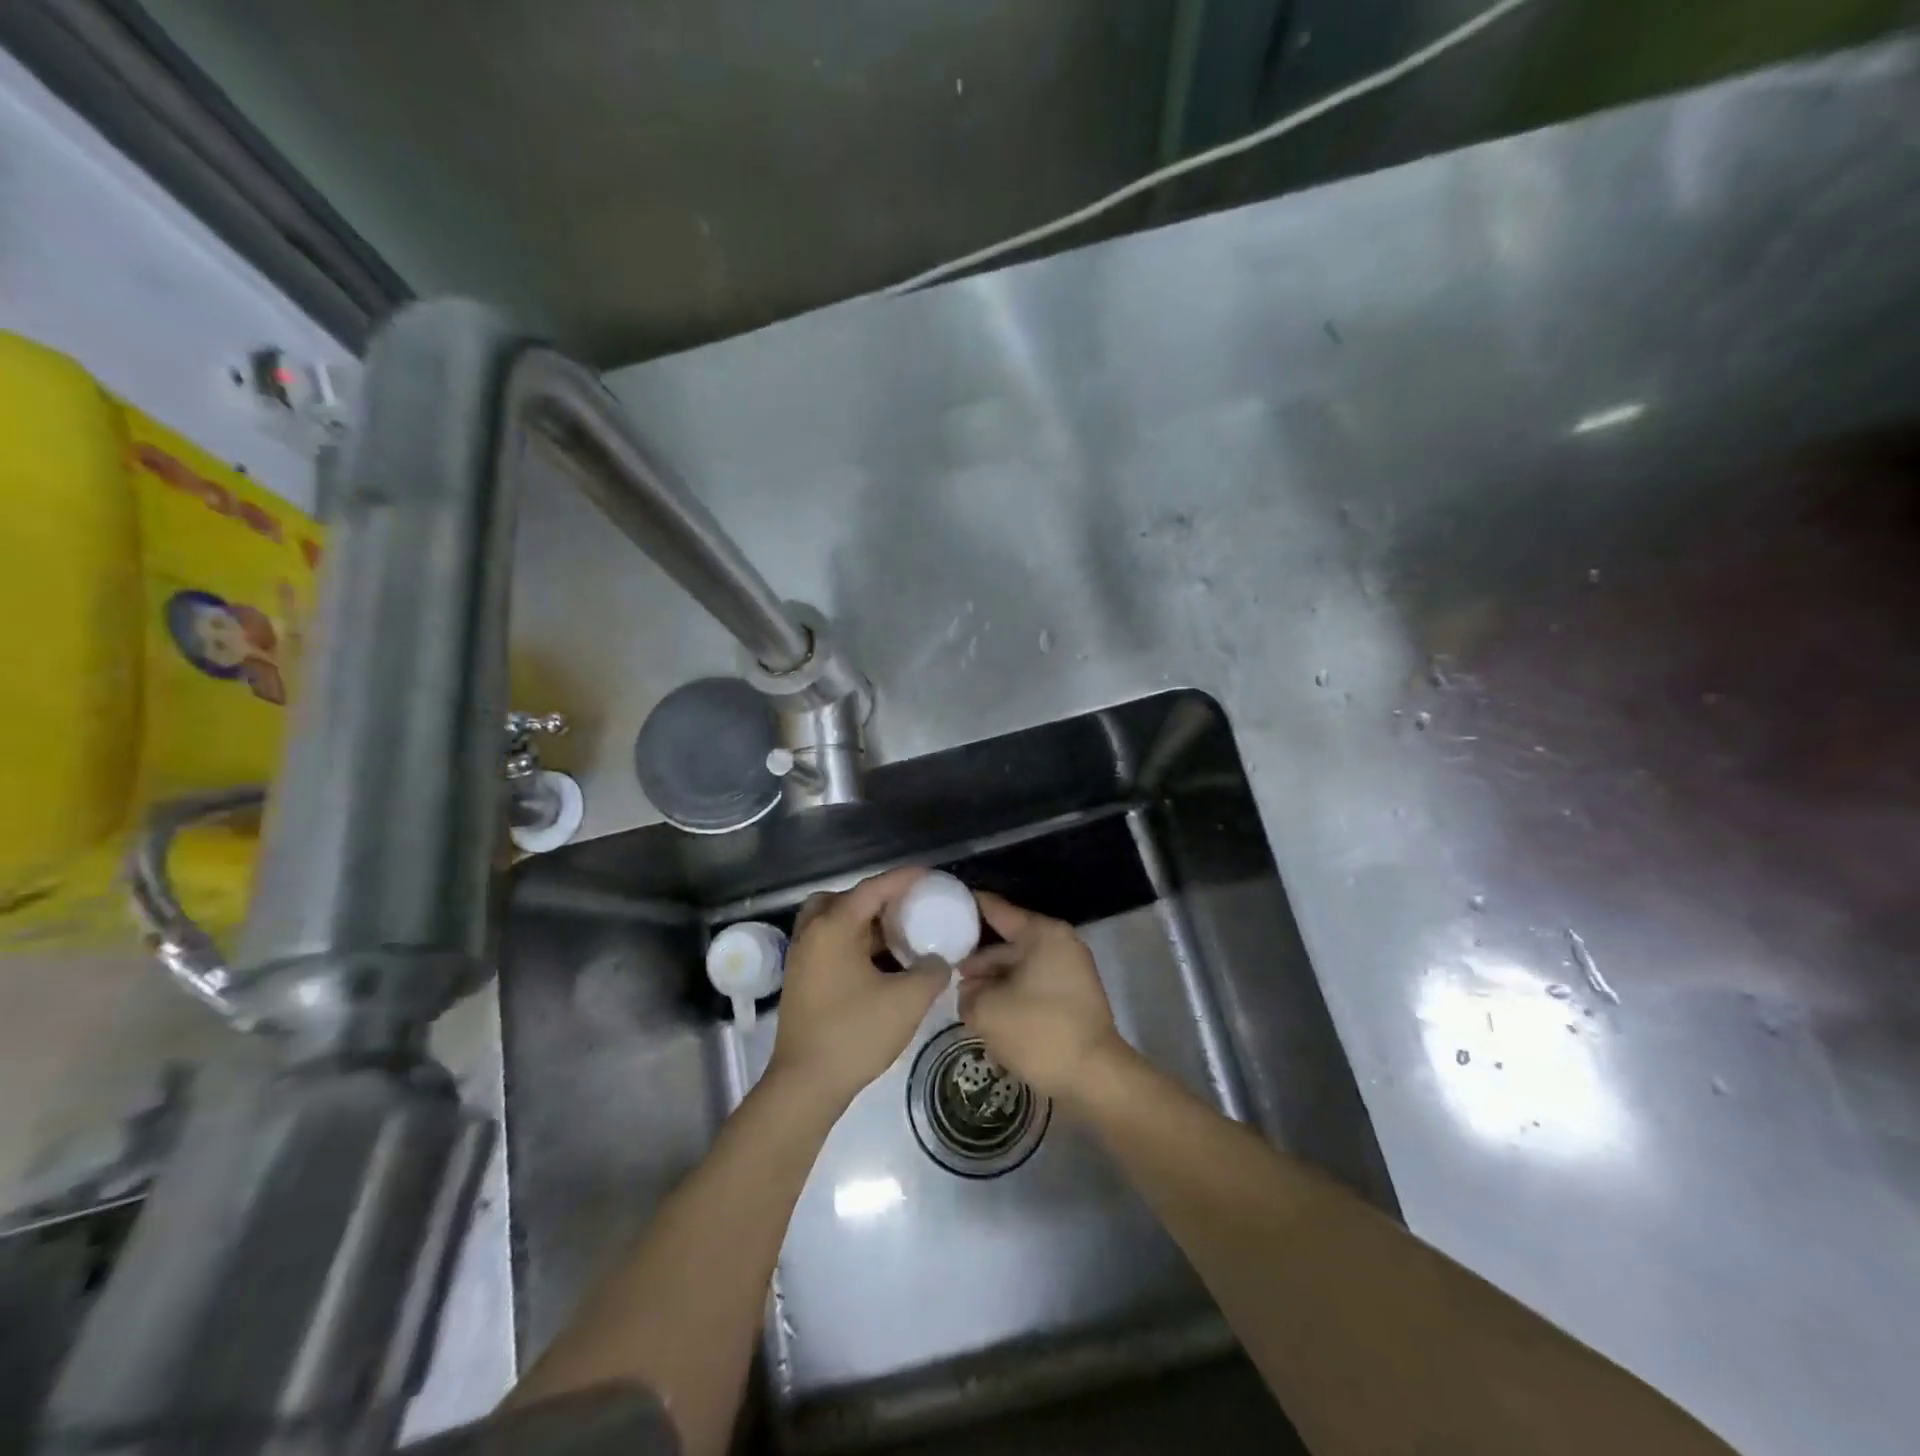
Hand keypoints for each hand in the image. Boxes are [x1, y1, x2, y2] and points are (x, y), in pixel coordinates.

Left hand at [767, 867, 948, 1106]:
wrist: (805, 1084)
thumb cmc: (855, 1033)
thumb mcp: (907, 1001)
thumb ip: (932, 972)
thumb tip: (938, 961)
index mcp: (833, 927)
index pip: (872, 889)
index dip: (903, 879)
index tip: (928, 875)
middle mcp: (811, 934)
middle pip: (843, 899)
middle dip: (875, 899)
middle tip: (903, 909)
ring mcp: (801, 959)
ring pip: (832, 923)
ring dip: (862, 923)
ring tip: (895, 936)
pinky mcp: (801, 981)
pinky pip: (828, 944)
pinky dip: (852, 943)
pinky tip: (878, 965)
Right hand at [956, 892, 1128, 1100]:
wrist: (1094, 1077)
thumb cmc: (1039, 1032)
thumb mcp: (987, 1011)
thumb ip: (968, 993)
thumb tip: (970, 991)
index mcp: (1043, 934)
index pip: (998, 910)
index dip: (969, 907)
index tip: (944, 903)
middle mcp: (1060, 944)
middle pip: (1009, 943)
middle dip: (978, 959)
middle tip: (945, 969)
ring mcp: (1070, 971)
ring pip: (1020, 967)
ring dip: (993, 981)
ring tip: (963, 997)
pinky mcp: (1073, 998)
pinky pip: (1034, 985)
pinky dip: (1012, 994)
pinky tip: (988, 1011)